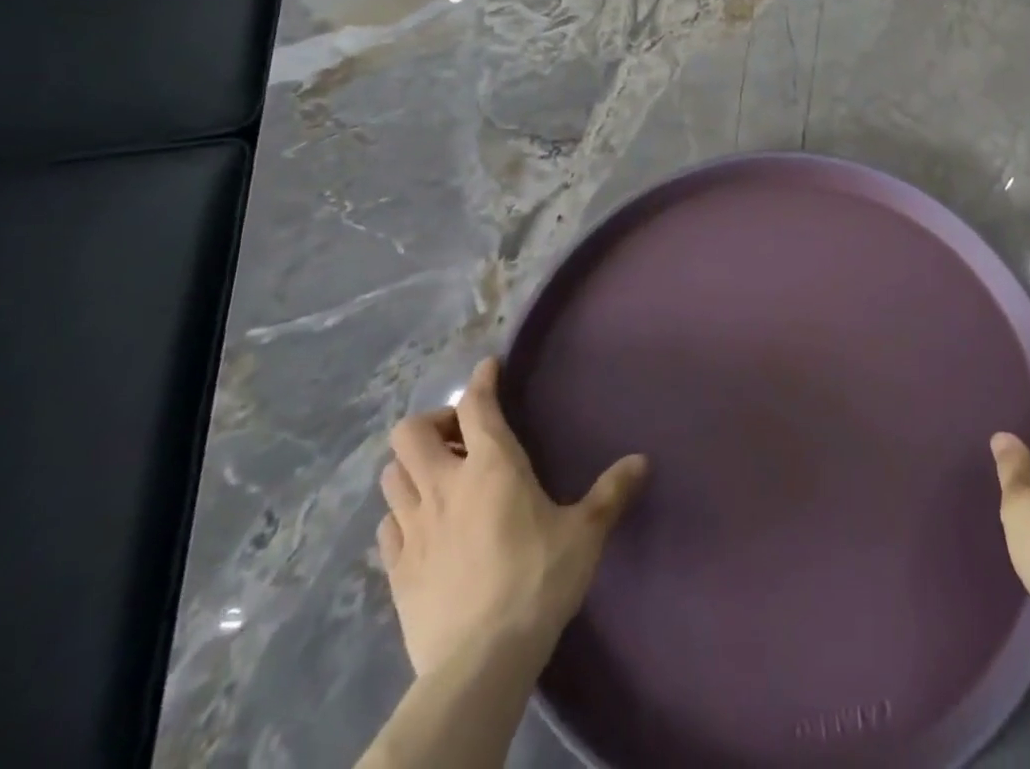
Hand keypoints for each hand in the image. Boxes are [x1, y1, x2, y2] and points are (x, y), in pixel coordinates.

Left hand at [376, 357, 647, 677]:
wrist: (480, 662)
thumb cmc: (538, 580)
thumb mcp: (585, 533)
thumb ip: (611, 492)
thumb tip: (642, 460)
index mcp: (491, 465)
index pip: (477, 404)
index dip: (482, 380)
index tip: (489, 367)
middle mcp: (445, 485)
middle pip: (410, 434)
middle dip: (433, 424)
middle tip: (461, 438)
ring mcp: (413, 528)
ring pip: (391, 476)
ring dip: (412, 467)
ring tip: (440, 479)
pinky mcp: (395, 570)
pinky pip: (386, 525)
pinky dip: (401, 513)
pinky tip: (424, 527)